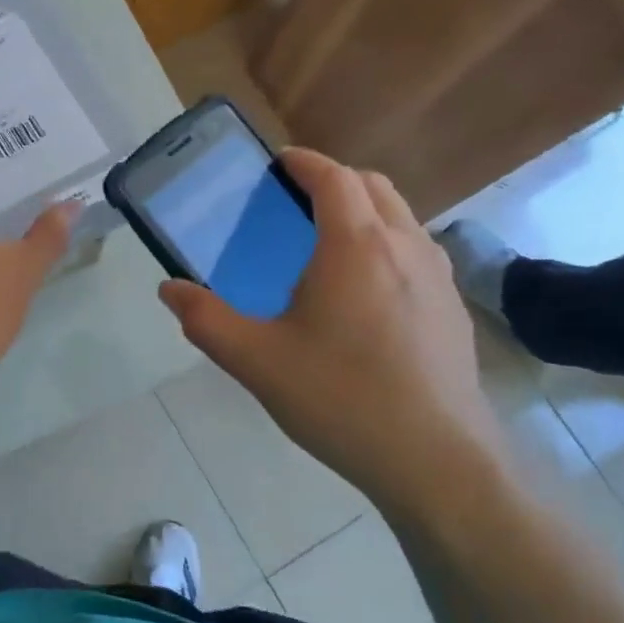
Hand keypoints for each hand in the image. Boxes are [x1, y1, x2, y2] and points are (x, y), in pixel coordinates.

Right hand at [160, 149, 507, 508]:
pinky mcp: (454, 310)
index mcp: (355, 246)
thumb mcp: (256, 360)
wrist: (435, 460)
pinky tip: (367, 294)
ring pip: (403, 218)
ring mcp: (439, 278)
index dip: (305, 162)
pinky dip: (389, 245)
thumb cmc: (340, 398)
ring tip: (330, 243)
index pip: (334, 178)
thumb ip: (206, 320)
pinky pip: (418, 254)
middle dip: (336, 180)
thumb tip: (169, 290)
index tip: (279, 162)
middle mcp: (405, 247)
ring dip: (367, 211)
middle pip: (374, 187)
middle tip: (297, 201)